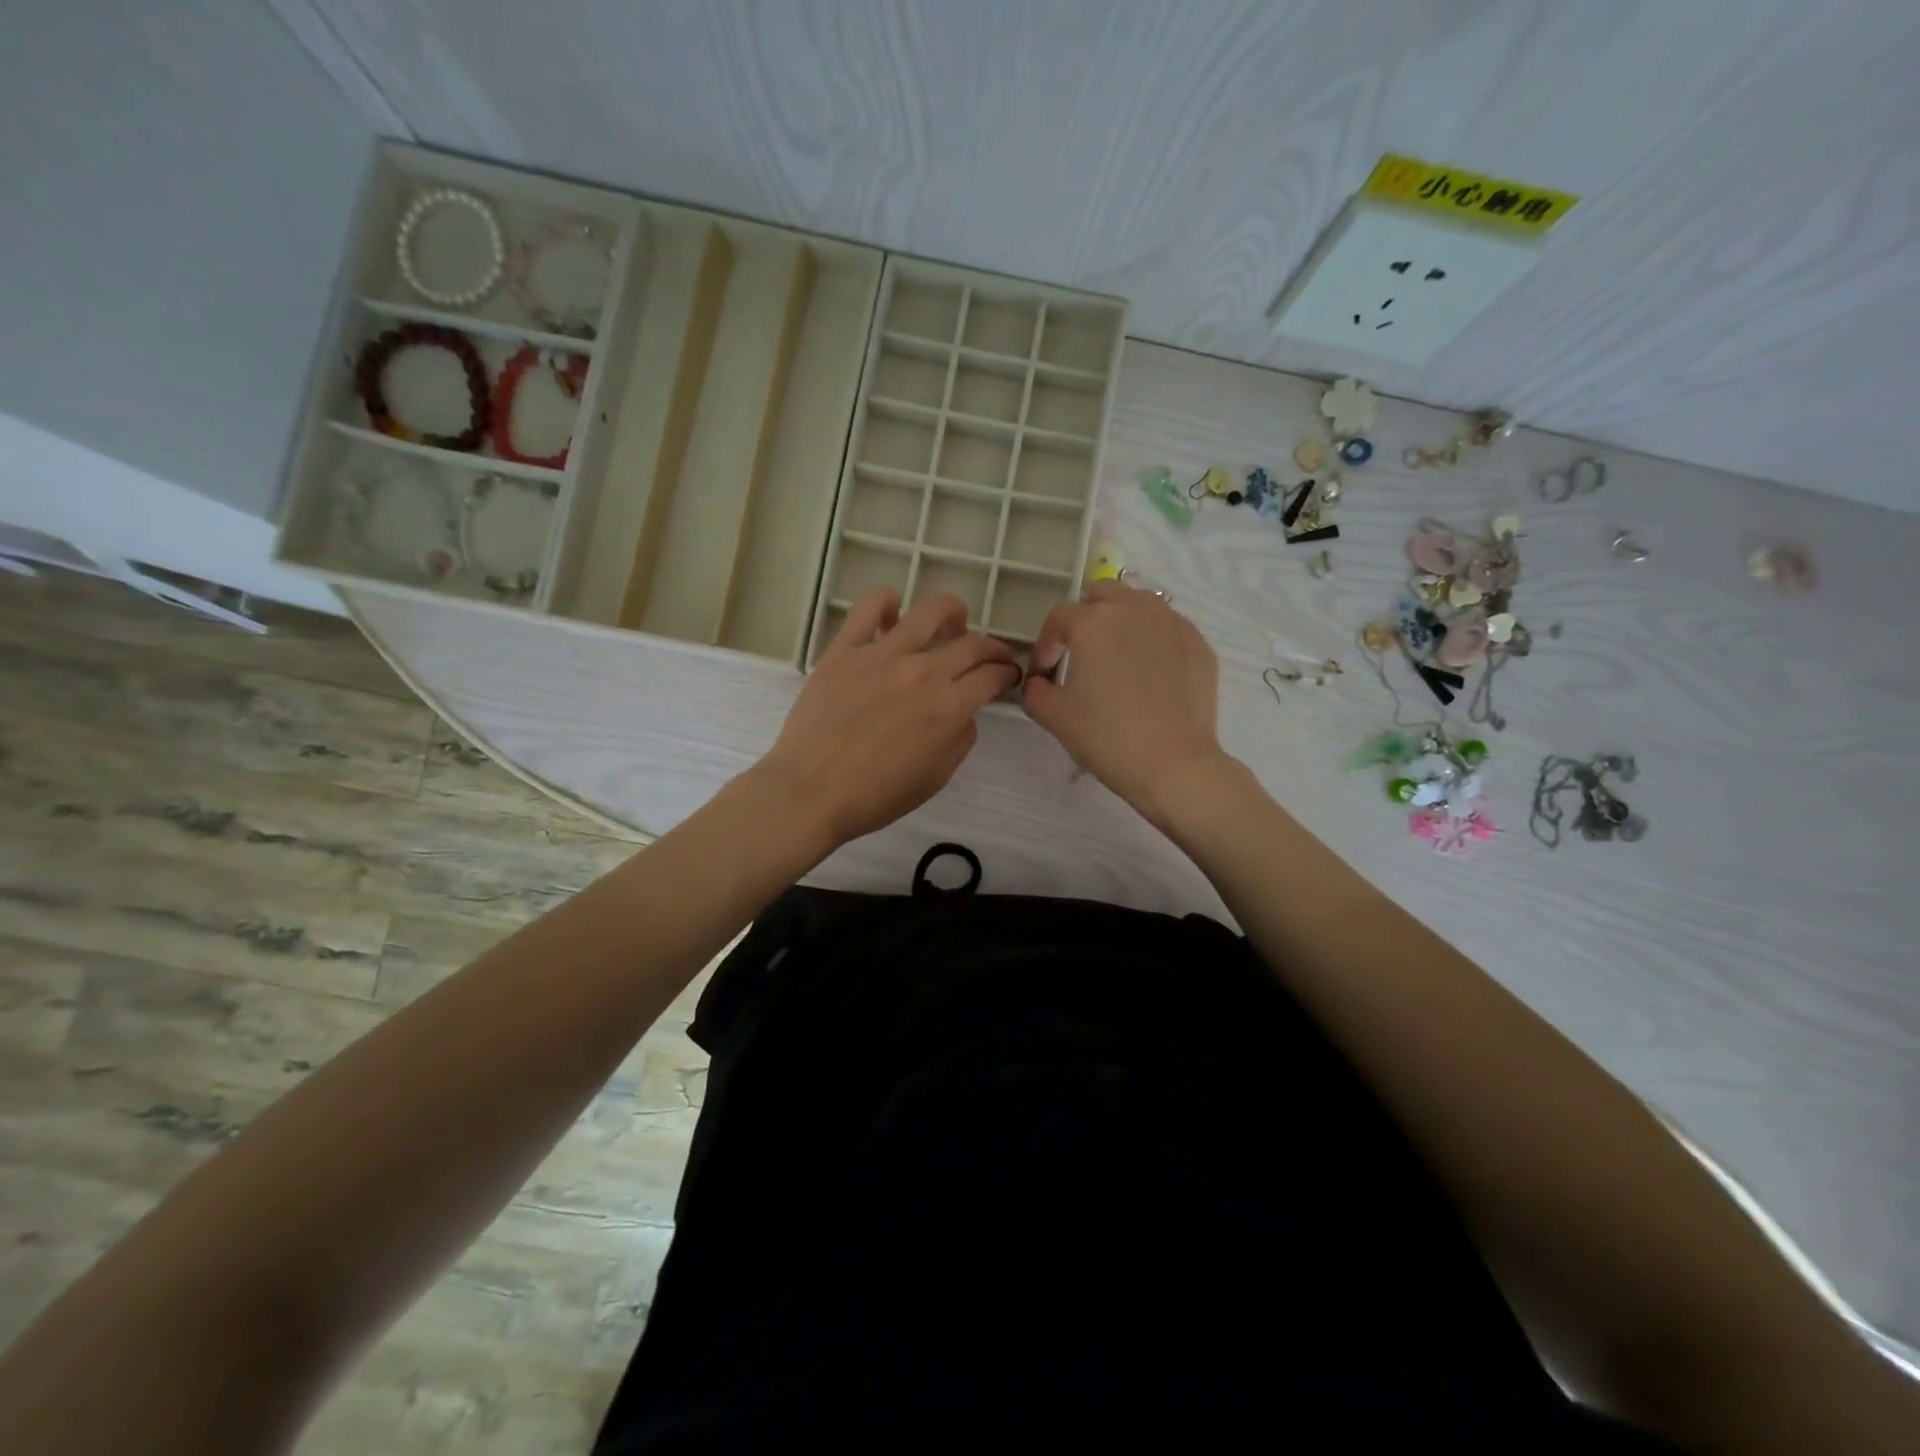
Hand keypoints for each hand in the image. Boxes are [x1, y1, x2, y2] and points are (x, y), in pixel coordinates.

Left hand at [755, 587, 1020, 850]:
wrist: (810, 792)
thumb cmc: (875, 796)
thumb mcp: (935, 778)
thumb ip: (959, 740)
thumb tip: (964, 713)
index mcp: (949, 707)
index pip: (993, 675)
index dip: (1007, 674)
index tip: (1008, 676)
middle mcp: (923, 671)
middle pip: (973, 643)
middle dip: (993, 649)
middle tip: (991, 658)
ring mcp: (883, 654)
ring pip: (932, 610)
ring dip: (952, 613)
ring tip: (951, 623)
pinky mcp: (845, 649)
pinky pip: (869, 606)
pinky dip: (887, 602)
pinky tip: (891, 615)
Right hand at [1022, 581, 1228, 825]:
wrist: (1173, 764)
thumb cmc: (1106, 736)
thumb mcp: (1053, 716)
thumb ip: (1035, 690)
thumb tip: (1040, 682)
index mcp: (1092, 621)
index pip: (1059, 618)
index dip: (1045, 645)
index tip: (1044, 673)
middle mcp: (1133, 609)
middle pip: (1102, 595)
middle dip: (1085, 618)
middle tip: (1080, 653)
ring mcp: (1172, 623)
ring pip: (1139, 605)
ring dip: (1121, 623)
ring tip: (1117, 658)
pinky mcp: (1199, 644)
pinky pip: (1168, 629)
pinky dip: (1153, 641)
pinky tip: (1150, 676)